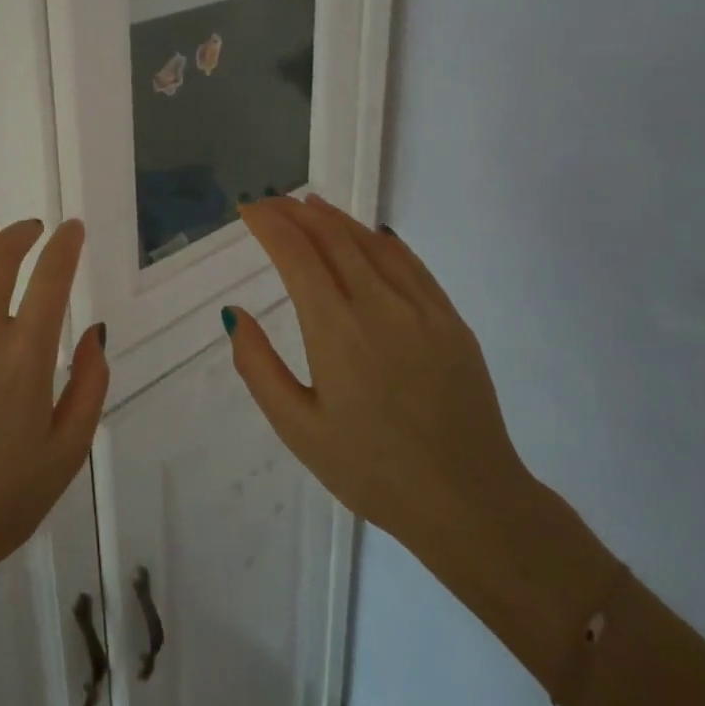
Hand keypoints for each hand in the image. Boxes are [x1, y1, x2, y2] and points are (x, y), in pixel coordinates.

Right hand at [224, 195, 539, 603]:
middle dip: (295, 212)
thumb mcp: (298, 429)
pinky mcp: (450, 319)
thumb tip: (235, 314)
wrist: (470, 502)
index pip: (296, 254)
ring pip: (370, 242)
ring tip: (308, 205)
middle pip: (331, 237)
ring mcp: (422, 308)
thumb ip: (259, 367)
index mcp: (337, 331)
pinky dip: (378, 239)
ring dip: (334, 218)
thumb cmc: (372, 471)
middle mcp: (380, 306)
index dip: (269, 224)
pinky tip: (365, 235)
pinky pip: (409, 262)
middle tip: (270, 202)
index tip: (247, 209)